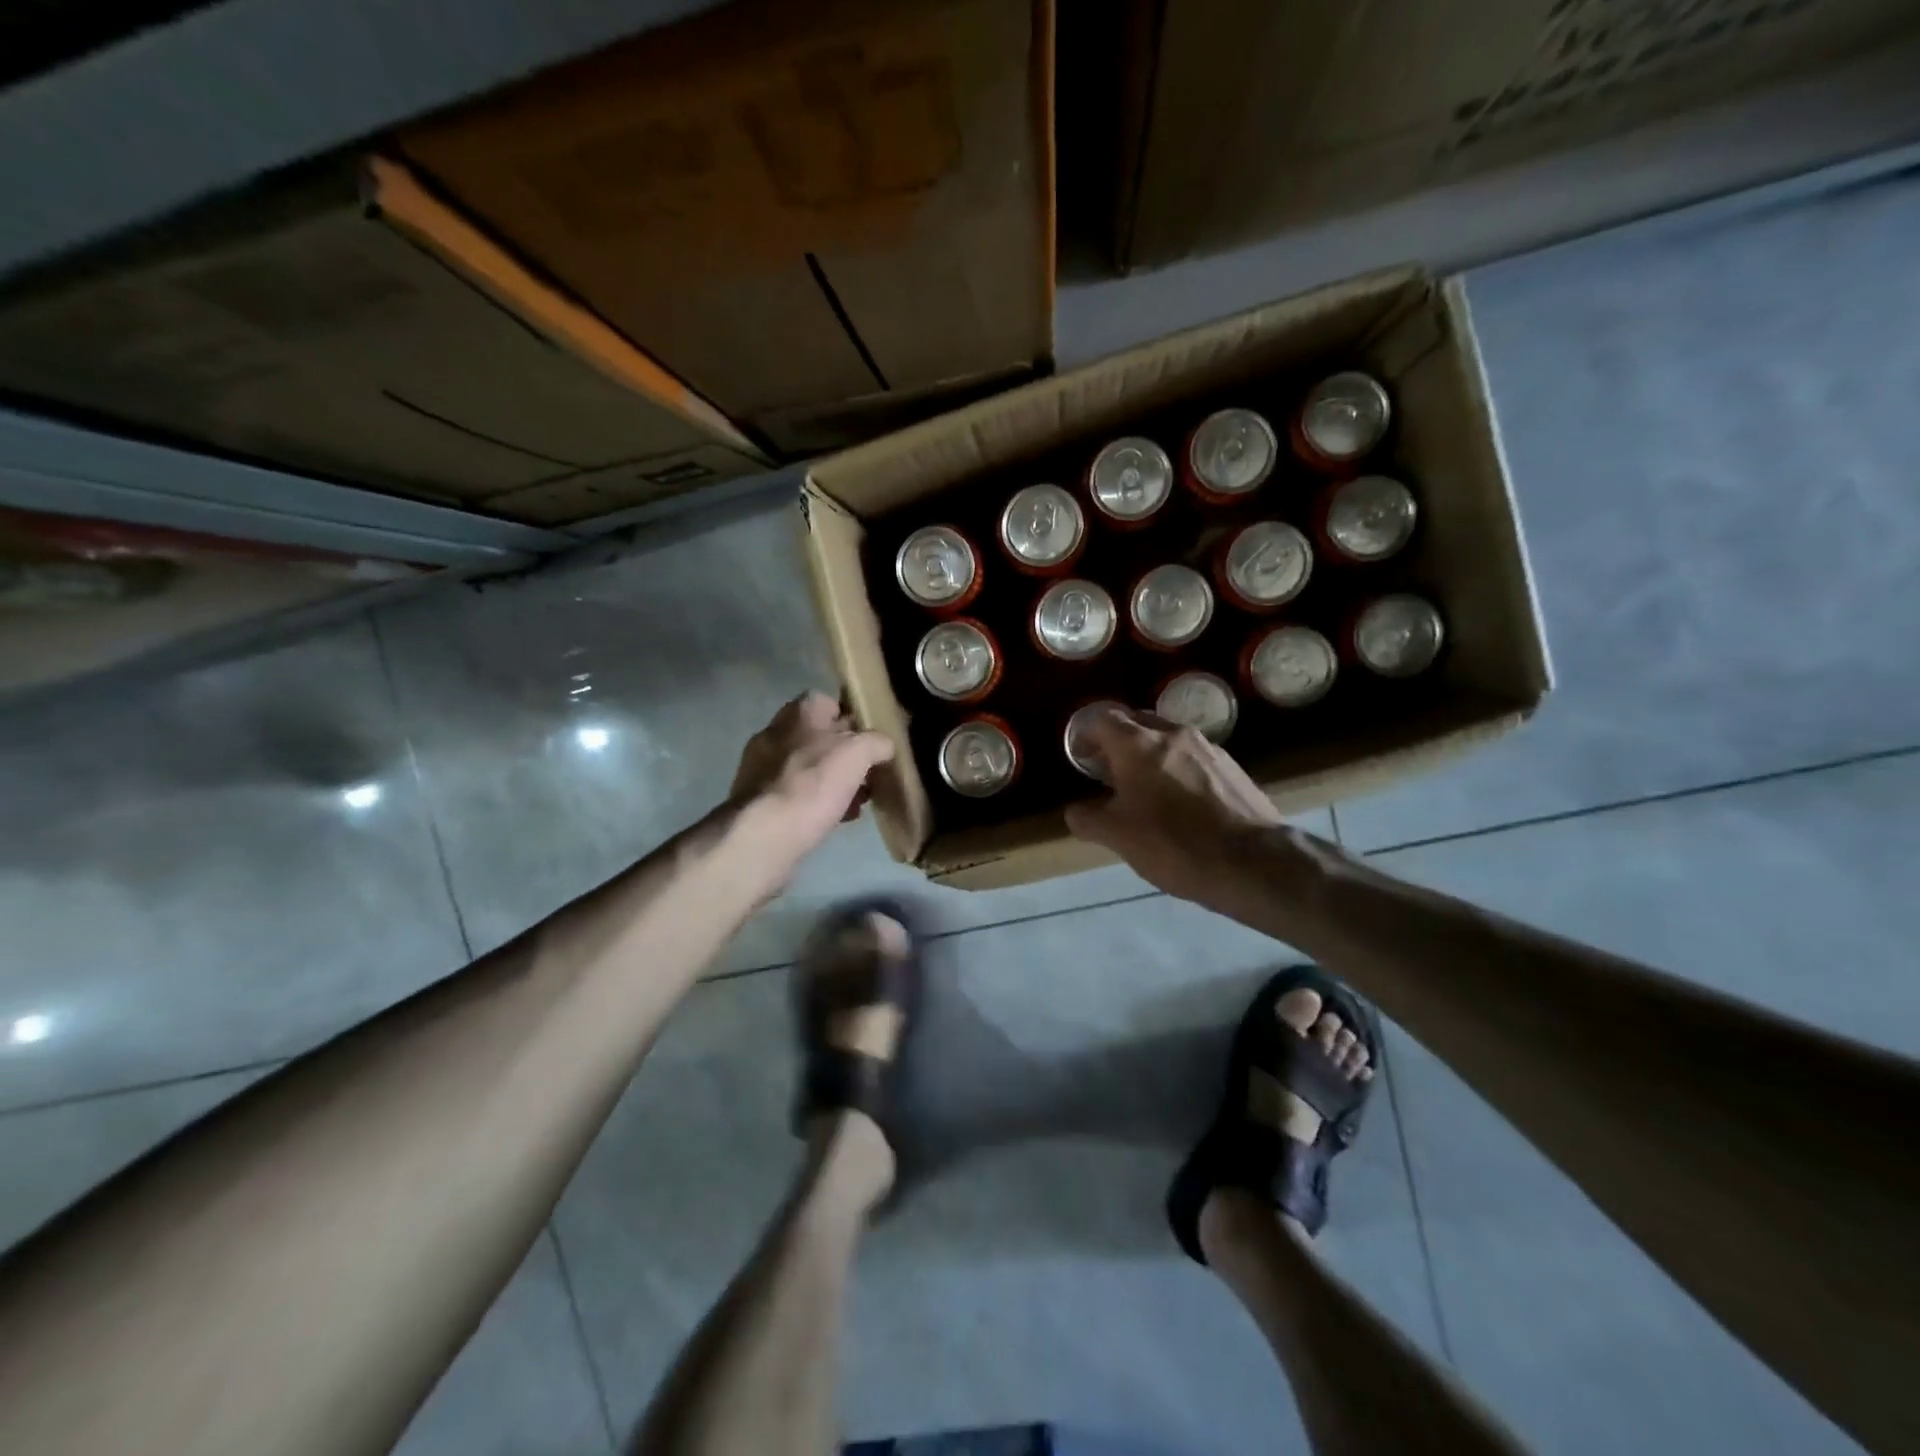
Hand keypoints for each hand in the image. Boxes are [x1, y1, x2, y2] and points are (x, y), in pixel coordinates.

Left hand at [731, 692, 894, 875]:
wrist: (763, 835)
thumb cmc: (813, 784)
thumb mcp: (858, 754)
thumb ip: (876, 742)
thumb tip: (883, 746)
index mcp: (799, 713)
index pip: (829, 702)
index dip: (853, 718)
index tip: (871, 740)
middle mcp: (776, 732)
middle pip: (820, 737)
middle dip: (846, 756)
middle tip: (869, 775)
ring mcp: (762, 767)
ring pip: (808, 767)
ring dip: (833, 781)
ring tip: (856, 803)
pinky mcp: (758, 800)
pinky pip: (796, 794)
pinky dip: (816, 803)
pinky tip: (834, 819)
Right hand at [1065, 708, 1282, 906]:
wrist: (1254, 862)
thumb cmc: (1175, 844)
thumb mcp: (1118, 837)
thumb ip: (1088, 819)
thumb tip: (1076, 811)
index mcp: (1138, 744)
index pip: (1102, 719)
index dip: (1085, 734)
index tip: (1080, 757)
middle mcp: (1172, 734)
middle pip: (1136, 723)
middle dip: (1117, 742)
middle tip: (1107, 772)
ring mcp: (1207, 747)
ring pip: (1167, 740)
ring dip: (1149, 756)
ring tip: (1143, 790)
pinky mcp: (1232, 767)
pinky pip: (1192, 757)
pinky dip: (1176, 769)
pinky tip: (1179, 802)